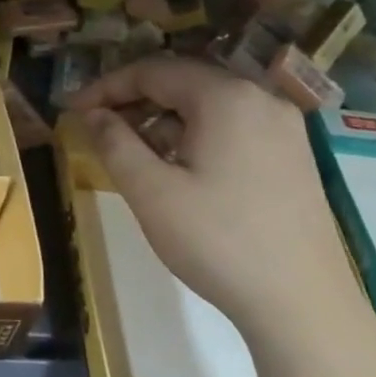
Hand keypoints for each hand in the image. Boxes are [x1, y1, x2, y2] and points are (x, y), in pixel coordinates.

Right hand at [69, 56, 367, 339]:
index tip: (73, 109)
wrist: (302, 305)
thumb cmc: (217, 241)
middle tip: (96, 128)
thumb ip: (114, 142)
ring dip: (163, 121)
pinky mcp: (293, 157)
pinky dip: (195, 136)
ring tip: (131, 153)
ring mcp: (285, 129)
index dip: (106, 86)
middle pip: (184, 83)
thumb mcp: (150, 191)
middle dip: (134, 101)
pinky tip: (177, 170)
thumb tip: (93, 114)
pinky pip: (233, 128)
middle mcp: (262, 100)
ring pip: (209, 107)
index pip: (153, 71)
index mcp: (227, 98)